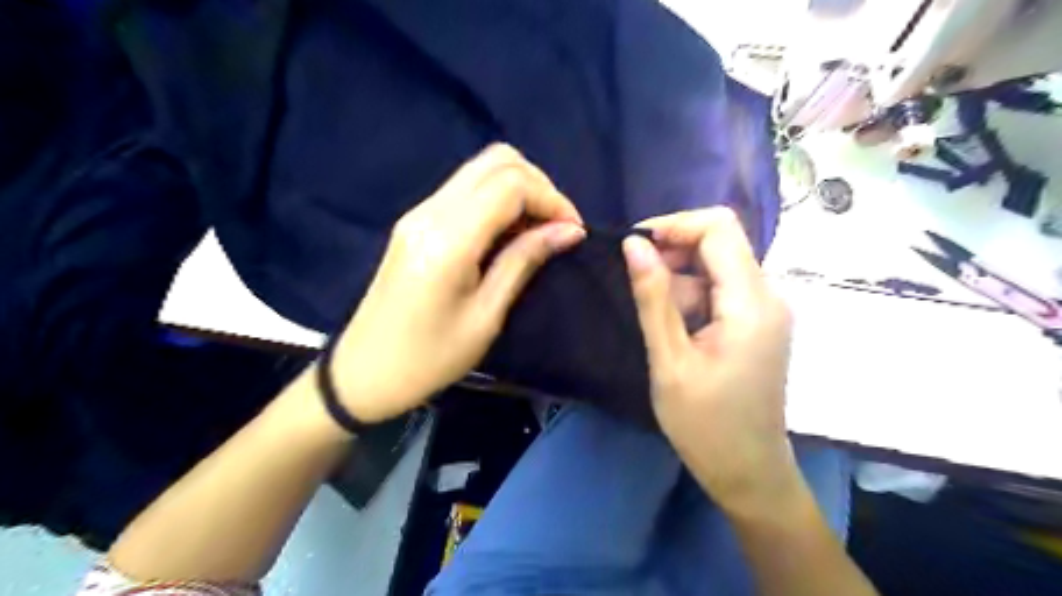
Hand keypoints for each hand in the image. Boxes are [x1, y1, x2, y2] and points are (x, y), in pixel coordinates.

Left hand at [330, 144, 584, 422]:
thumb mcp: (487, 316)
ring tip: (538, 230)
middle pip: (497, 161)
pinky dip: (497, 199)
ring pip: (481, 169)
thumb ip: (524, 261)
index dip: (552, 198)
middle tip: (557, 226)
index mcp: (448, 239)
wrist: (364, 372)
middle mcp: (430, 212)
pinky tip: (509, 232)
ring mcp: (419, 213)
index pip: (511, 184)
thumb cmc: (430, 358)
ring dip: (519, 189)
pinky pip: (466, 189)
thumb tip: (568, 230)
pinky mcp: (415, 221)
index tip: (573, 231)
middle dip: (538, 185)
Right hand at [623, 207, 796, 511]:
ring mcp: (766, 309)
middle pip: (720, 242)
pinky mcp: (758, 322)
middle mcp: (768, 295)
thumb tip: (633, 243)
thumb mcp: (669, 360)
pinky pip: (722, 288)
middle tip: (637, 284)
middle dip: (673, 252)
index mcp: (751, 303)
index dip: (674, 225)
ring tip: (658, 323)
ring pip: (718, 265)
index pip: (719, 228)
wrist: (747, 471)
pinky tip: (676, 329)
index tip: (634, 247)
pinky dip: (693, 296)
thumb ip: (653, 297)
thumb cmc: (705, 424)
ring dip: (681, 280)